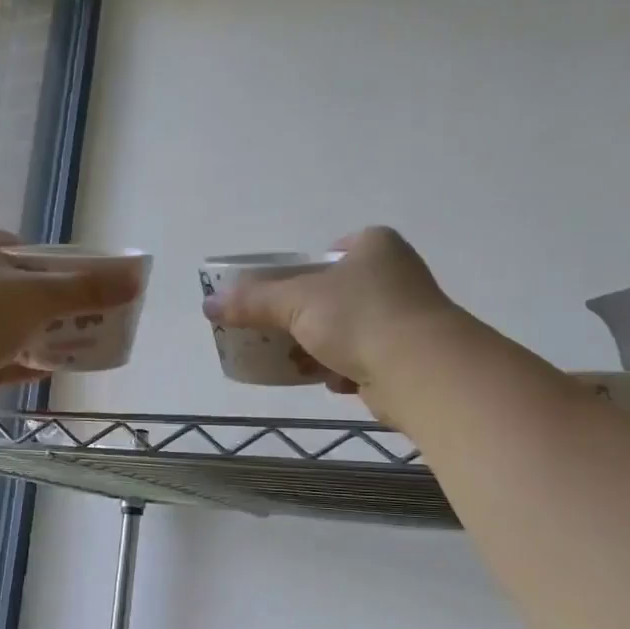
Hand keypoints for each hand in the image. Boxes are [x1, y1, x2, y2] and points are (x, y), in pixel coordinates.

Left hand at [0, 227, 143, 418]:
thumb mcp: (39, 296)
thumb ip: (87, 289)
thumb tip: (135, 280)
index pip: (23, 249)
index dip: (56, 264)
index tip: (82, 285)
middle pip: (19, 289)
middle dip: (53, 306)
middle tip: (87, 319)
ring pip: (7, 326)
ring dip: (39, 336)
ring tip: (76, 346)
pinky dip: (20, 363)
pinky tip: (49, 371)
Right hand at [202, 227, 462, 417]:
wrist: (421, 371)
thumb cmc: (358, 317)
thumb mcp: (295, 302)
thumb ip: (252, 301)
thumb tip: (208, 305)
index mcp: (374, 246)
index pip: (329, 252)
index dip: (301, 273)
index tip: (281, 297)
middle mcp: (396, 275)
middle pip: (334, 295)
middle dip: (305, 320)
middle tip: (278, 335)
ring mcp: (407, 317)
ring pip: (348, 331)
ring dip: (321, 349)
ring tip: (298, 364)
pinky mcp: (410, 357)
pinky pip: (365, 359)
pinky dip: (345, 371)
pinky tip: (334, 382)